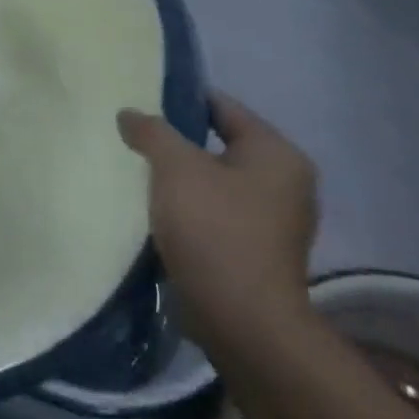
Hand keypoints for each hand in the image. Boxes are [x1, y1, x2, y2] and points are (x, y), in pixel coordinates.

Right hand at [117, 91, 317, 349]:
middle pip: (220, 145)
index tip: (141, 102)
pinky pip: (217, 214)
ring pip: (216, 182)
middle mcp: (287, 183)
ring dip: (181, 179)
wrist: (240, 319)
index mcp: (277, 154)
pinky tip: (156, 211)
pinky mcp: (257, 252)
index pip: (223, 107)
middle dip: (177, 142)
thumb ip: (152, 131)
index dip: (180, 100)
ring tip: (137, 174)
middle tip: (134, 138)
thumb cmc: (214, 229)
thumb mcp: (175, 167)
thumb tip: (130, 114)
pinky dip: (189, 208)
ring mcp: (275, 222)